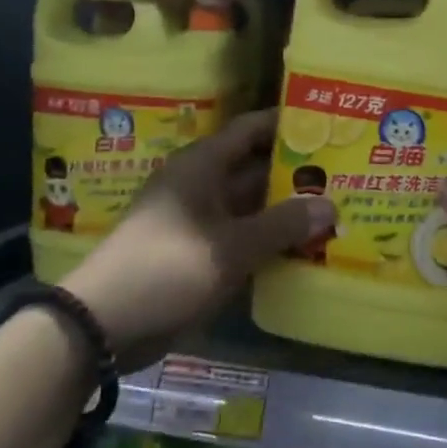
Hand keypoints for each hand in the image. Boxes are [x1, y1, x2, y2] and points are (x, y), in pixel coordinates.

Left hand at [61, 108, 332, 366]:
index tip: (326, 124)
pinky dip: (267, 238)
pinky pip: (240, 235)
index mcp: (202, 166)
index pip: (250, 129)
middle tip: (343, 172)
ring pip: (250, 205)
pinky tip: (302, 246)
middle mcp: (200, 185)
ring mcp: (197, 220)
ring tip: (334, 207)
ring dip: (284, 209)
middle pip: (254, 168)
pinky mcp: (196, 252)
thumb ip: (283, 224)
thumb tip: (331, 204)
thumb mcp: (232, 246)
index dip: (286, 124)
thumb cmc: (168, 268)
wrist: (103, 323)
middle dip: (295, 171)